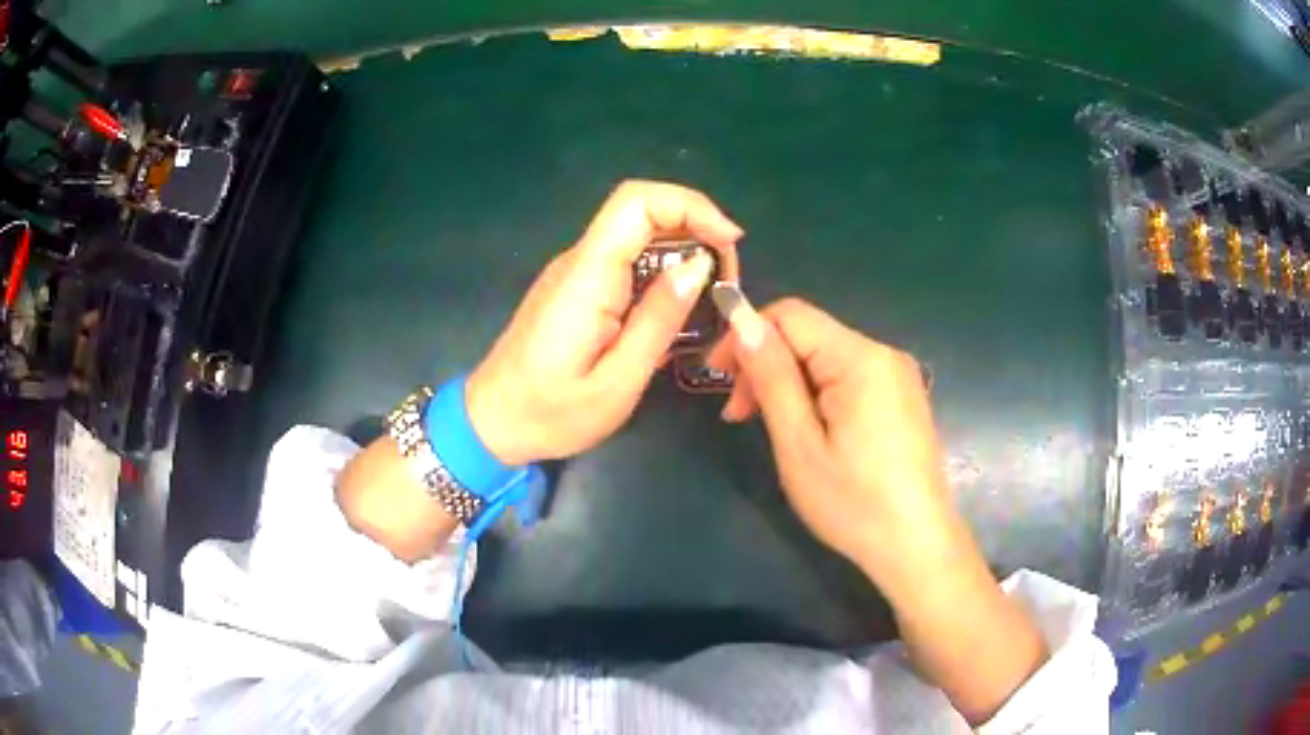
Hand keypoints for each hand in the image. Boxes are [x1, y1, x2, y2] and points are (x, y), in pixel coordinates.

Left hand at [467, 180, 742, 465]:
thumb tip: (698, 266)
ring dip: (683, 252)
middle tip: (726, 282)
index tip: (730, 243)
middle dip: (697, 231)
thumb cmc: (549, 415)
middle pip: (642, 211)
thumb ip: (658, 321)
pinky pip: (626, 261)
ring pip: (638, 235)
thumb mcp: (616, 383)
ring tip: (711, 300)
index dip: (690, 206)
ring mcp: (575, 272)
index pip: (636, 203)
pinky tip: (680, 310)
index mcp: (587, 278)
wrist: (491, 423)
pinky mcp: (577, 289)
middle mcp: (579, 261)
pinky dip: (663, 272)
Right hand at [708, 293, 1046, 723]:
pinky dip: (816, 394)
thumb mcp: (799, 443)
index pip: (790, 314)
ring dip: (787, 383)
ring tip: (766, 427)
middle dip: (766, 365)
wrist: (916, 545)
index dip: (746, 335)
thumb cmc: (853, 502)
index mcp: (860, 358)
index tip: (717, 378)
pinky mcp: (901, 397)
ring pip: (825, 358)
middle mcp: (883, 354)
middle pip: (808, 336)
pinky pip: (847, 378)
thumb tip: (742, 319)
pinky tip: (805, 430)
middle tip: (737, 416)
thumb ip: (771, 376)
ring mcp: (897, 376)